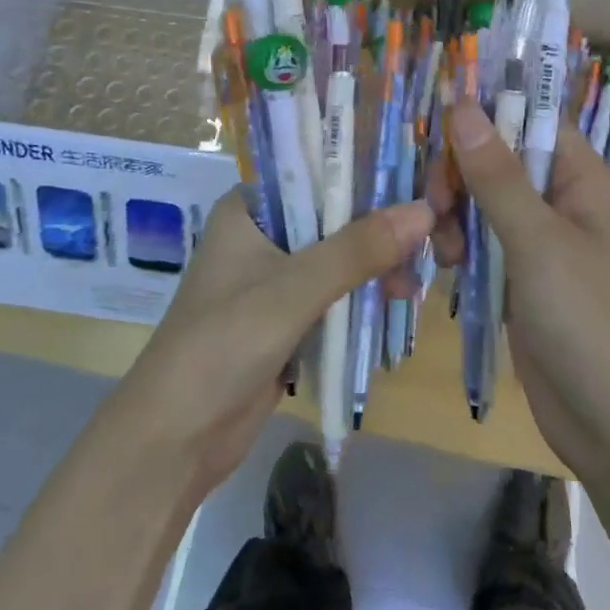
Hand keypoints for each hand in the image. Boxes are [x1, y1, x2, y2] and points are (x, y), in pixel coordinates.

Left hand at [109, 189, 434, 507]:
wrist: (175, 439)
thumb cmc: (222, 345)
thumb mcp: (292, 290)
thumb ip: (357, 250)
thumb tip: (425, 210)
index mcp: (249, 208)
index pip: (316, 170)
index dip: (367, 171)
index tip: (420, 178)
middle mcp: (262, 233)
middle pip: (333, 214)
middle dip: (380, 225)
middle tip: (434, 235)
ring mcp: (273, 277)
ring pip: (338, 255)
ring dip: (376, 263)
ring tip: (416, 282)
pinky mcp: (285, 317)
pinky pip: (335, 292)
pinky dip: (364, 293)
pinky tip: (398, 299)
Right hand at [429, 99, 609, 478]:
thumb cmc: (587, 322)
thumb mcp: (538, 243)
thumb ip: (497, 175)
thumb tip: (463, 104)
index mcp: (581, 178)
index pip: (532, 118)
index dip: (488, 111)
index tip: (438, 120)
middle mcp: (560, 200)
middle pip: (497, 157)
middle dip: (460, 175)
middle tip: (437, 205)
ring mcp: (537, 239)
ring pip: (480, 198)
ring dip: (454, 214)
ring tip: (446, 252)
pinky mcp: (518, 274)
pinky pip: (479, 238)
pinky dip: (458, 245)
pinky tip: (448, 269)